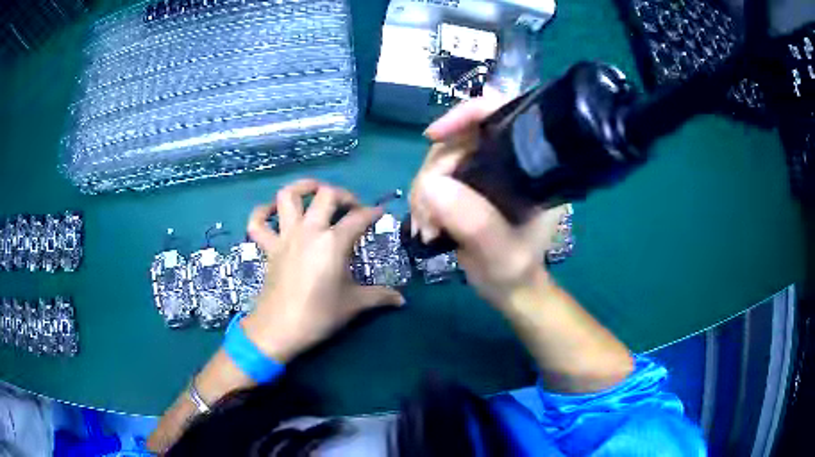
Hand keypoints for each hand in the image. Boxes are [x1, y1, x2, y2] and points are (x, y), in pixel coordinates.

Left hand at [241, 179, 404, 362]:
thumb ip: (380, 296)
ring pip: (287, 197)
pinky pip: (257, 223)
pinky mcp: (268, 247)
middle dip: (343, 194)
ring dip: (302, 188)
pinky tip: (273, 212)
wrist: (280, 329)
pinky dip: (262, 212)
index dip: (373, 212)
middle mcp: (309, 231)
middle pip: (326, 195)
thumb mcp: (354, 305)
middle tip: (351, 207)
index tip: (380, 213)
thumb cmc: (319, 315)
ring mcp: (285, 236)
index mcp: (333, 242)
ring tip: (315, 192)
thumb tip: (402, 300)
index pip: (359, 218)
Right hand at [411, 91, 569, 306]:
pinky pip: (433, 178)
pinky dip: (422, 200)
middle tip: (428, 213)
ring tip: (426, 228)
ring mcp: (484, 173)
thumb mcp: (502, 253)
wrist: (509, 288)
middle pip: (459, 138)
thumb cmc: (515, 271)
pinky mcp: (467, 187)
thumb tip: (431, 184)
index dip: (465, 114)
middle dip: (435, 172)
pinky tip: (425, 226)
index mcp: (530, 166)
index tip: (433, 136)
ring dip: (424, 192)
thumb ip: (474, 222)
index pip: (499, 113)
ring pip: (440, 159)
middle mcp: (507, 161)